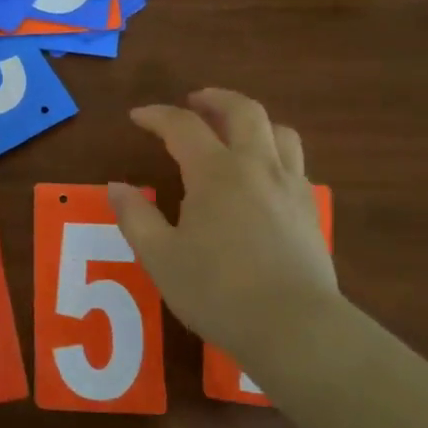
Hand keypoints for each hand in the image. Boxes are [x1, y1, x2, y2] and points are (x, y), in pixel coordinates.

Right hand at [109, 88, 337, 366]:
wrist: (296, 328)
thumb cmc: (218, 291)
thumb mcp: (160, 257)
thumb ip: (135, 217)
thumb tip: (116, 187)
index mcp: (216, 172)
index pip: (183, 126)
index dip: (157, 115)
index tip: (137, 117)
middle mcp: (257, 167)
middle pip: (243, 111)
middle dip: (215, 99)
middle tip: (194, 101)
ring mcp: (290, 187)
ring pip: (279, 131)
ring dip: (252, 121)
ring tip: (232, 131)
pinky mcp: (310, 210)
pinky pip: (294, 163)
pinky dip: (273, 152)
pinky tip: (260, 176)